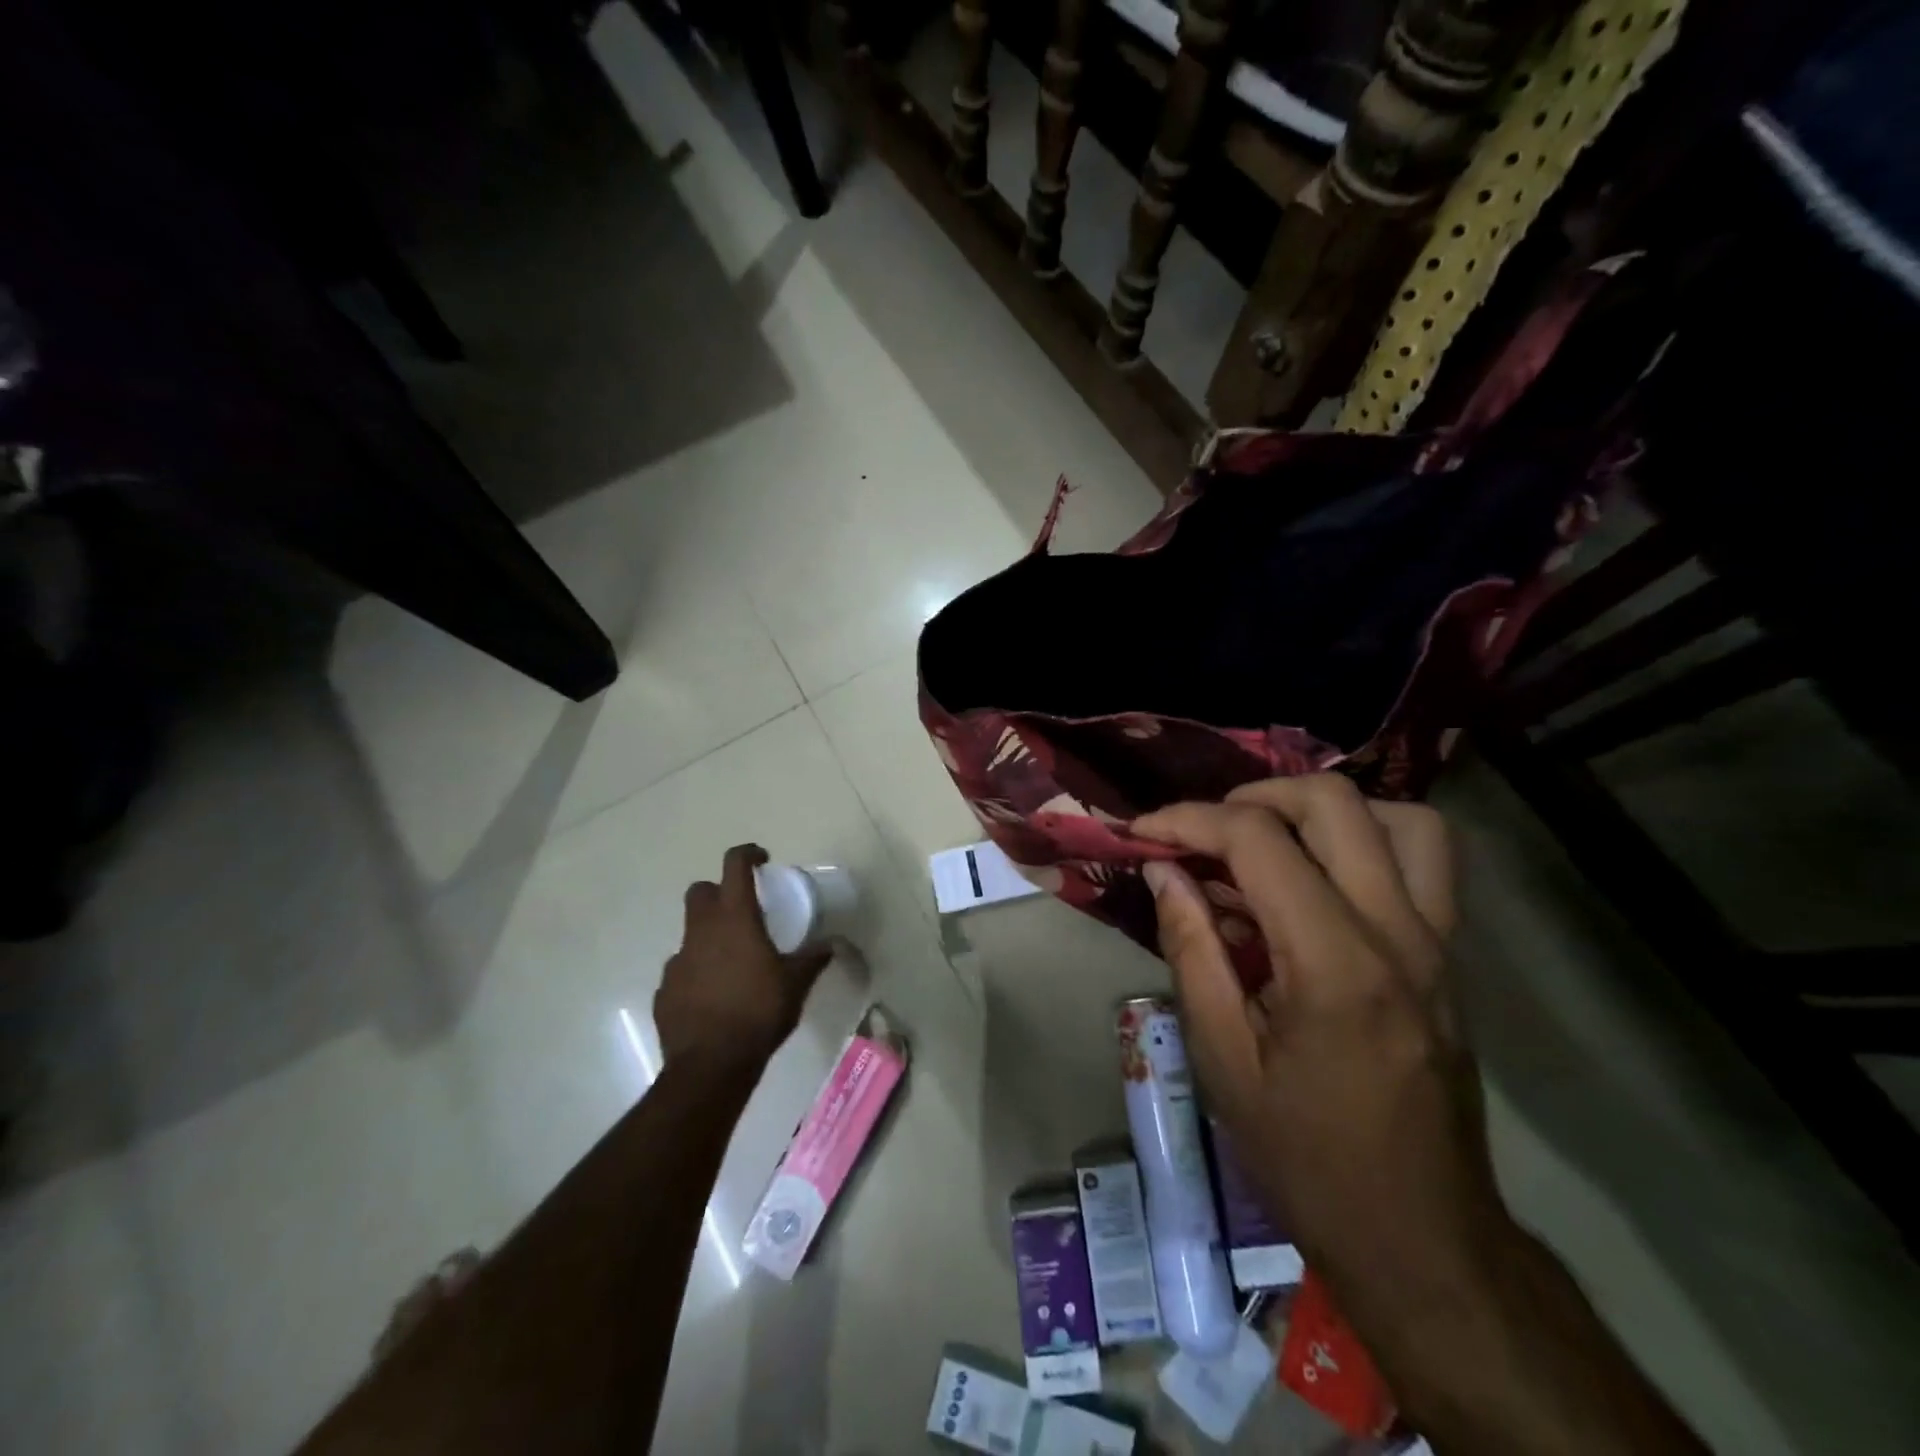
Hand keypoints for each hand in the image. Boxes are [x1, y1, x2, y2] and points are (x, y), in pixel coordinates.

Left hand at [654, 845, 832, 1073]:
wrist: (710, 1065)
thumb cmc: (759, 1012)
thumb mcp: (796, 984)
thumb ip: (813, 959)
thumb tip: (830, 945)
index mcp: (735, 919)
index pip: (735, 867)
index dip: (747, 854)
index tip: (762, 860)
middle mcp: (701, 931)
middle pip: (700, 891)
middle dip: (718, 892)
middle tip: (741, 911)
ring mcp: (678, 960)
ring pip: (690, 932)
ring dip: (709, 937)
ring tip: (733, 963)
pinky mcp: (665, 989)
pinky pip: (682, 970)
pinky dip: (697, 973)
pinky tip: (715, 996)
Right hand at [1133, 776, 1510, 1318]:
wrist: (1421, 1238)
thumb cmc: (1306, 1157)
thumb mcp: (1222, 1059)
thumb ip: (1191, 949)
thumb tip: (1164, 870)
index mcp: (1334, 964)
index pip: (1258, 840)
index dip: (1189, 820)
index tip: (1143, 831)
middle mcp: (1399, 933)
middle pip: (1333, 802)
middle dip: (1252, 797)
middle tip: (1204, 832)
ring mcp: (1439, 942)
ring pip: (1399, 817)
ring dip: (1323, 811)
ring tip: (1268, 842)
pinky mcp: (1451, 956)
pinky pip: (1423, 860)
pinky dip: (1364, 840)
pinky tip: (1315, 880)